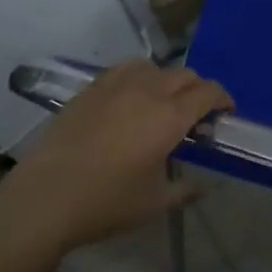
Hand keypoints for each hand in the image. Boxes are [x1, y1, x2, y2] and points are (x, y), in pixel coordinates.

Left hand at [1, 60, 231, 258]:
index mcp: (170, 116)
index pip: (208, 92)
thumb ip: (185, 191)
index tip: (225, 113)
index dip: (223, 99)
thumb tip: (204, 187)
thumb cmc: (106, 202)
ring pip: (156, 68)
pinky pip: (126, 69)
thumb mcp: (154, 203)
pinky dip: (140, 77)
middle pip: (185, 75)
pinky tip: (132, 98)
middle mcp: (148, 91)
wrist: (46, 196)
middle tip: (196, 116)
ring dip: (169, 81)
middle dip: (199, 90)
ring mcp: (117, 85)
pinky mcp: (92, 88)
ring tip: (163, 104)